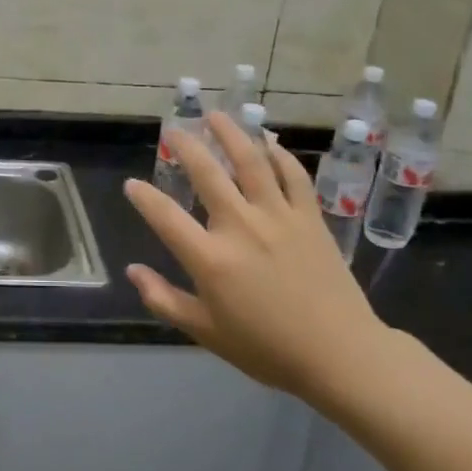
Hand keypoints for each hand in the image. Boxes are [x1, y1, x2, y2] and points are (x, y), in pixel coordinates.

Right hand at [123, 112, 396, 404]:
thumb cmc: (267, 348)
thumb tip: (133, 271)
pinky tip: (269, 142)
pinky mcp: (310, 217)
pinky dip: (280, 155)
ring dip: (231, 133)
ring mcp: (279, 217)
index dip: (144, 197)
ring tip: (216, 116)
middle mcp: (241, 227)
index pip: (165, 217)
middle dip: (185, 147)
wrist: (339, 354)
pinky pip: (293, 175)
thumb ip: (164, 299)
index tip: (132, 184)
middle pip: (207, 173)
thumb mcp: (205, 332)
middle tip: (173, 130)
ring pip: (251, 162)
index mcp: (211, 259)